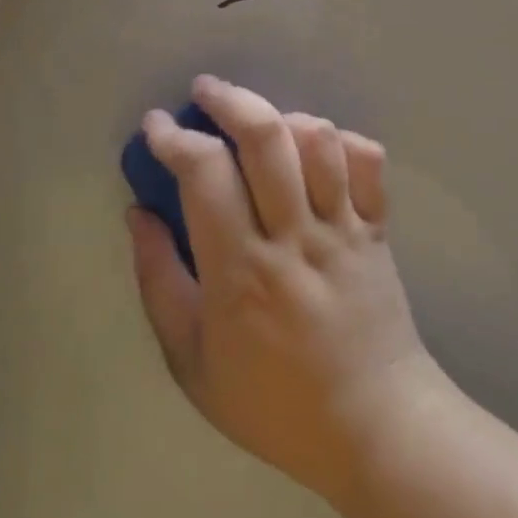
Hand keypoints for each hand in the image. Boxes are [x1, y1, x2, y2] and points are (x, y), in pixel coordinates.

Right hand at [127, 76, 447, 503]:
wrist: (375, 426)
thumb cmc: (273, 404)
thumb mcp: (192, 363)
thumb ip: (159, 283)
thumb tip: (139, 214)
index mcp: (242, 270)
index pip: (206, 173)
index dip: (174, 137)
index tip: (155, 127)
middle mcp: (296, 236)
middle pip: (266, 138)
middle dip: (229, 99)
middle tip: (205, 92)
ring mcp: (345, 228)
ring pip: (319, 140)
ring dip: (283, 116)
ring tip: (260, 122)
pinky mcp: (379, 230)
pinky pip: (369, 162)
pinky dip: (341, 140)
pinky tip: (317, 147)